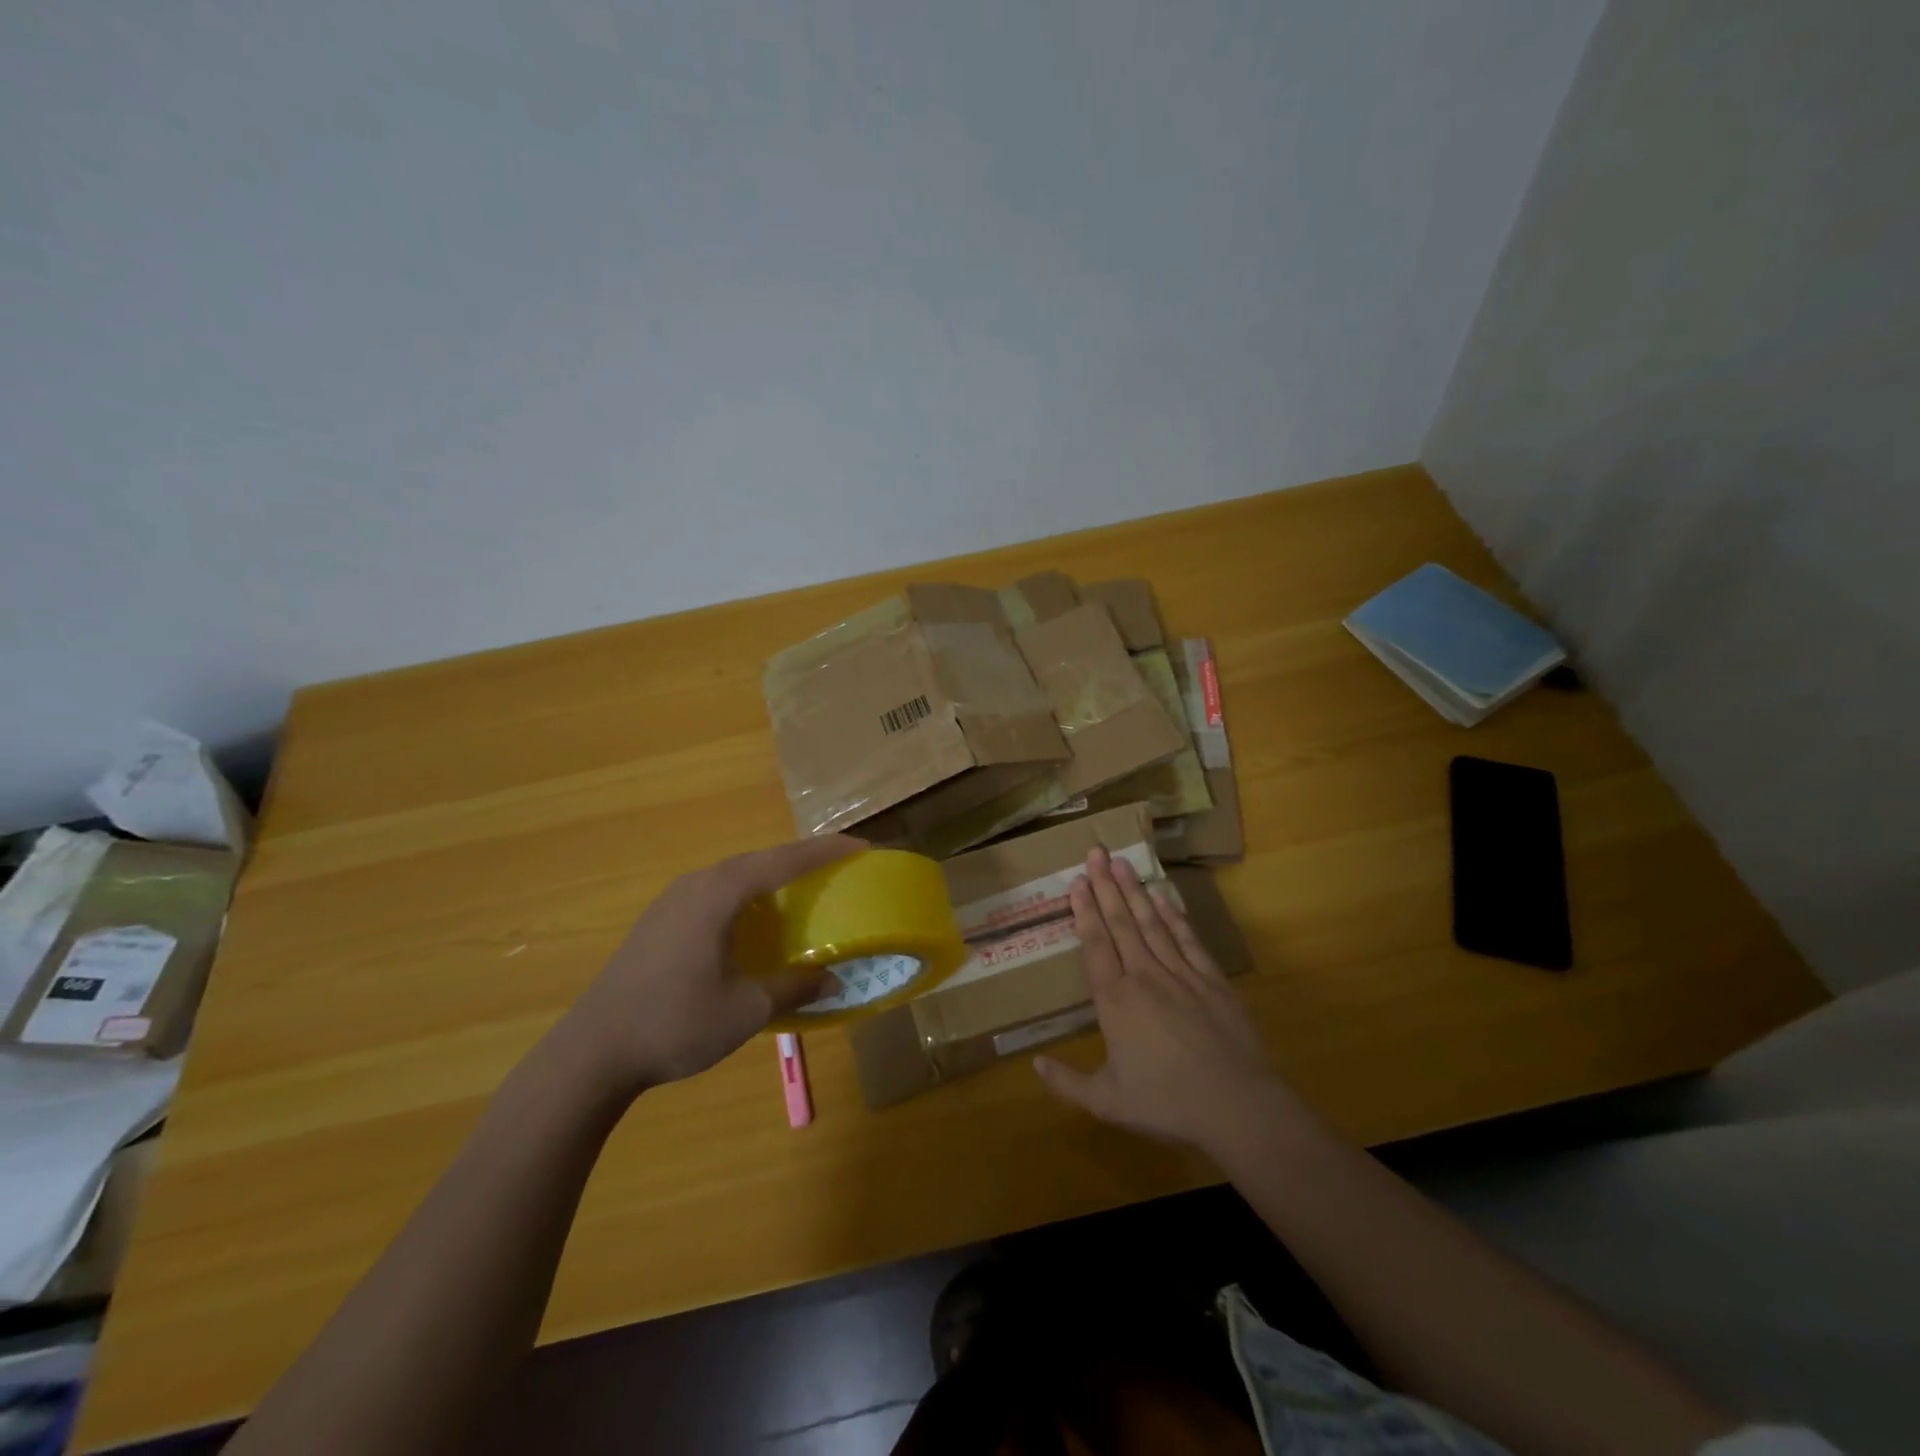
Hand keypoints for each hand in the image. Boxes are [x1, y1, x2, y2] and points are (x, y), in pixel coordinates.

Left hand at [554, 835, 863, 1098]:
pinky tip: (751, 919)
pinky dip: (745, 894)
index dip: (824, 852)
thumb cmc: (676, 1023)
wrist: (592, 1051)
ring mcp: (672, 900)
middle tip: (836, 864)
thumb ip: (793, 988)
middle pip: (758, 859)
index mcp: (720, 894)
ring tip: (800, 887)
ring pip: (733, 874)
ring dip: (769, 875)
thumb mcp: (746, 1009)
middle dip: (800, 858)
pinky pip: (714, 891)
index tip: (860, 847)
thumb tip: (833, 981)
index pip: (784, 861)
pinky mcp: (658, 921)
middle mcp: (697, 884)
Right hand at [1034, 847, 1303, 1155]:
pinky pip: (1188, 940)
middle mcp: (1144, 976)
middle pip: (1121, 923)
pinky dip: (1174, 916)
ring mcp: (1181, 974)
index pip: (1095, 945)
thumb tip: (1033, 1064)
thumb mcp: (1107, 1103)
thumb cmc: (1167, 1104)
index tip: (1077, 881)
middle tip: (1095, 852)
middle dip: (1106, 885)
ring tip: (1122, 862)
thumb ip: (1067, 1083)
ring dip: (1135, 891)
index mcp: (1115, 1001)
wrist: (1237, 1107)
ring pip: (1152, 923)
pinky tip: (1164, 897)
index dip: (1084, 911)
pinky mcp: (1212, 980)